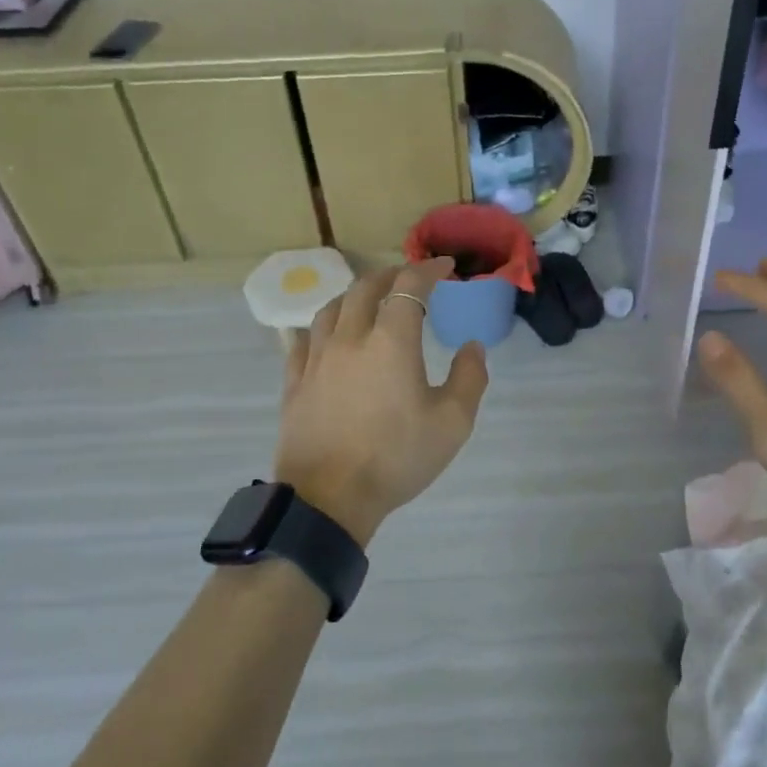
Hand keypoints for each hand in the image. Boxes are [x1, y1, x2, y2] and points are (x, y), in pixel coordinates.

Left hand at [273, 259, 489, 546]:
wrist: (328, 499)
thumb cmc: (396, 459)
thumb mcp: (452, 423)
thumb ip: (469, 378)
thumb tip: (472, 347)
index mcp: (391, 341)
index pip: (409, 286)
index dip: (429, 269)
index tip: (446, 267)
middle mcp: (350, 338)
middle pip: (366, 287)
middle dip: (392, 274)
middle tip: (410, 279)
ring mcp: (316, 358)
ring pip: (332, 307)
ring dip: (356, 295)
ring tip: (370, 301)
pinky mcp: (295, 381)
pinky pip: (304, 338)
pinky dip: (324, 325)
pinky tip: (328, 335)